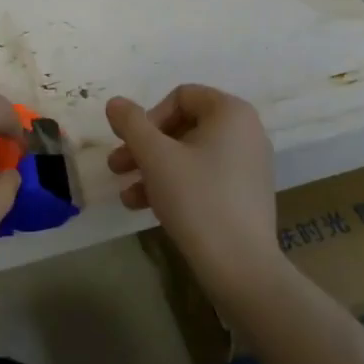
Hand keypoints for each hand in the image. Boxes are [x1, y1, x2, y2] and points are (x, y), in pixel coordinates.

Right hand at [105, 84, 281, 300]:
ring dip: (153, 169)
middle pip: (183, 126)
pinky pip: (204, 177)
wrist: (240, 266)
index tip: (132, 144)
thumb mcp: (155, 156)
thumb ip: (131, 123)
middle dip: (145, 147)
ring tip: (126, 196)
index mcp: (231, 112)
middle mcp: (246, 132)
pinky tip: (146, 208)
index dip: (149, 117)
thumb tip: (115, 102)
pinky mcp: (245, 195)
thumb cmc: (197, 199)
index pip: (181, 96)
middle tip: (116, 167)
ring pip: (189, 155)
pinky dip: (175, 186)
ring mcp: (248, 165)